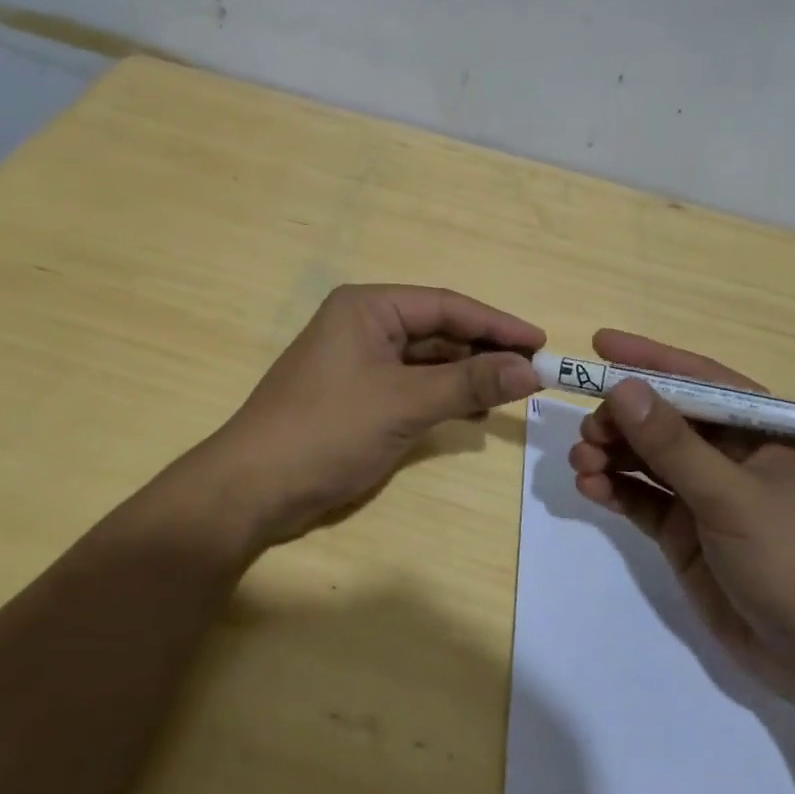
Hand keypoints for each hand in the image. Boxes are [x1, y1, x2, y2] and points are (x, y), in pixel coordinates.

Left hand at [196, 285, 543, 549]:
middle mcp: (363, 325)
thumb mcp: (405, 403)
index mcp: (368, 308)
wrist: (253, 487)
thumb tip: (531, 370)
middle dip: (483, 350)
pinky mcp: (355, 394)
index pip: (446, 306)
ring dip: (465, 375)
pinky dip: (441, 395)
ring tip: (509, 393)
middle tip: (531, 373)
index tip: (540, 343)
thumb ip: (469, 382)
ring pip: (425, 359)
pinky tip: (471, 412)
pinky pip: (410, 384)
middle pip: (437, 330)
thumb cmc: (329, 430)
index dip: (496, 324)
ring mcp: (357, 361)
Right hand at [568, 329, 794, 713]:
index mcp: (763, 431)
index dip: (649, 359)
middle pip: (664, 418)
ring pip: (646, 457)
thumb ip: (673, 444)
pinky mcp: (685, 532)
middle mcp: (733, 454)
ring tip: (581, 462)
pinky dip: (614, 488)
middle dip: (621, 418)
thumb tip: (622, 387)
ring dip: (611, 453)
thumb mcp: (732, 496)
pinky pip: (641, 497)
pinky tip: (590, 488)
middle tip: (588, 431)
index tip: (599, 344)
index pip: (700, 379)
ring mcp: (707, 494)